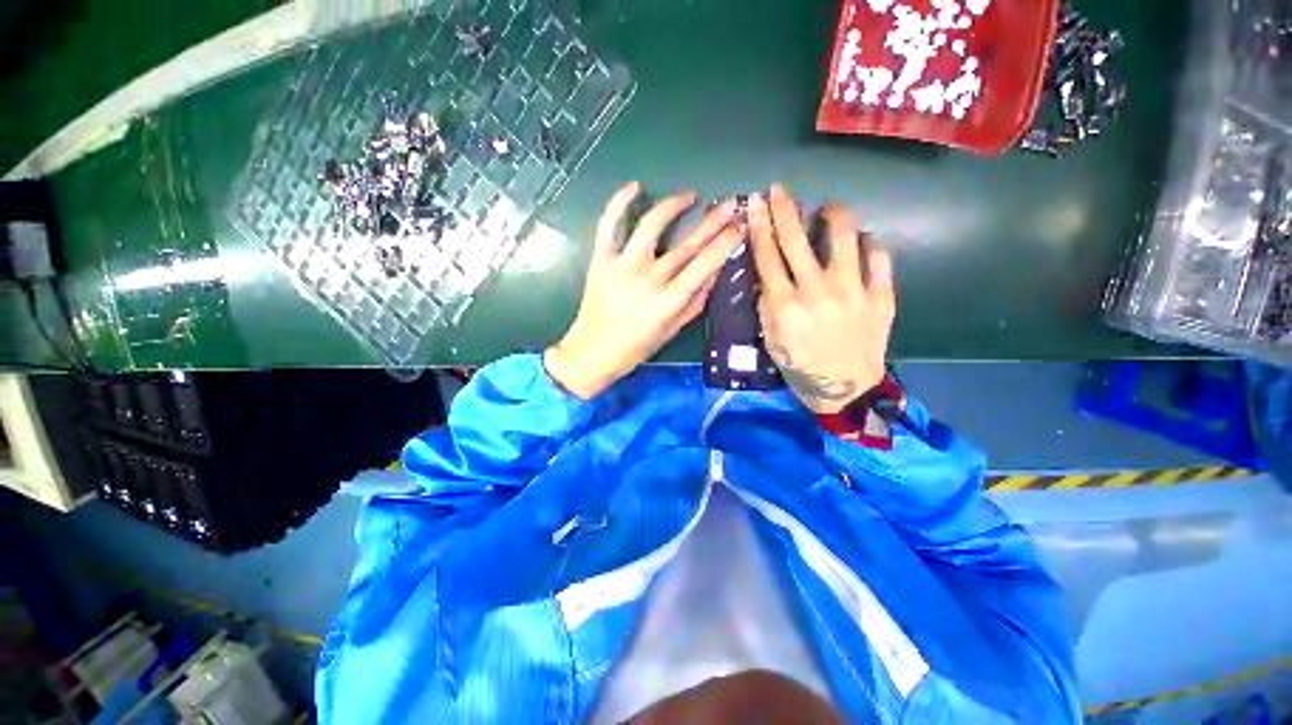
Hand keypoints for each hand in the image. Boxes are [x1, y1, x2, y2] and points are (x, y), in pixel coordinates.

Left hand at [545, 182, 743, 398]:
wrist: (592, 352)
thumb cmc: (635, 348)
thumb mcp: (672, 331)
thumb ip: (695, 302)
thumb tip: (714, 273)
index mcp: (668, 301)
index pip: (704, 265)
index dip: (726, 243)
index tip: (740, 227)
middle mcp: (648, 279)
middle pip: (686, 244)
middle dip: (713, 221)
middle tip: (731, 203)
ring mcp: (622, 266)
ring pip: (651, 225)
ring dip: (673, 205)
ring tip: (689, 196)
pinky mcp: (601, 259)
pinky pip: (609, 224)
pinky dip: (619, 202)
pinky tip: (635, 187)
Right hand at [748, 185, 895, 413]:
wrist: (846, 390)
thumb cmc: (801, 367)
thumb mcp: (772, 341)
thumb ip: (766, 305)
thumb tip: (766, 273)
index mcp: (786, 306)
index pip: (768, 256)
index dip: (760, 226)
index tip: (756, 202)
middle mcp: (818, 292)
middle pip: (797, 240)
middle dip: (785, 208)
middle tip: (780, 189)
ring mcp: (854, 292)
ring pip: (845, 237)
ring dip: (832, 215)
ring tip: (827, 211)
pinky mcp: (882, 296)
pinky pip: (878, 256)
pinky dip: (867, 243)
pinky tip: (860, 243)